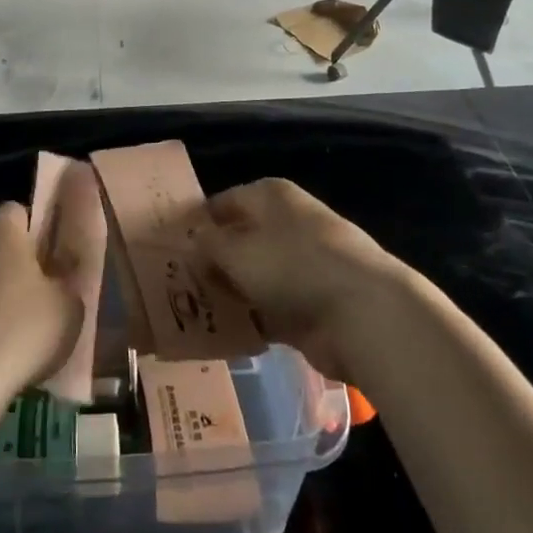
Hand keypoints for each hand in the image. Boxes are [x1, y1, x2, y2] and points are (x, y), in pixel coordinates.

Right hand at [197, 179, 407, 381]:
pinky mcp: (312, 304)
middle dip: (212, 262)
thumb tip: (194, 242)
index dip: (197, 223)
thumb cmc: (292, 265)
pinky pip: (270, 309)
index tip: (170, 248)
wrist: (363, 312)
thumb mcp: (237, 251)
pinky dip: (251, 320)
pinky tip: (224, 335)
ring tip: (193, 313)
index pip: (223, 203)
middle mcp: (286, 224)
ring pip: (254, 277)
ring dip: (230, 294)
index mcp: (270, 196)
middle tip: (176, 285)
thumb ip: (208, 246)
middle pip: (240, 240)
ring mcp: (302, 266)